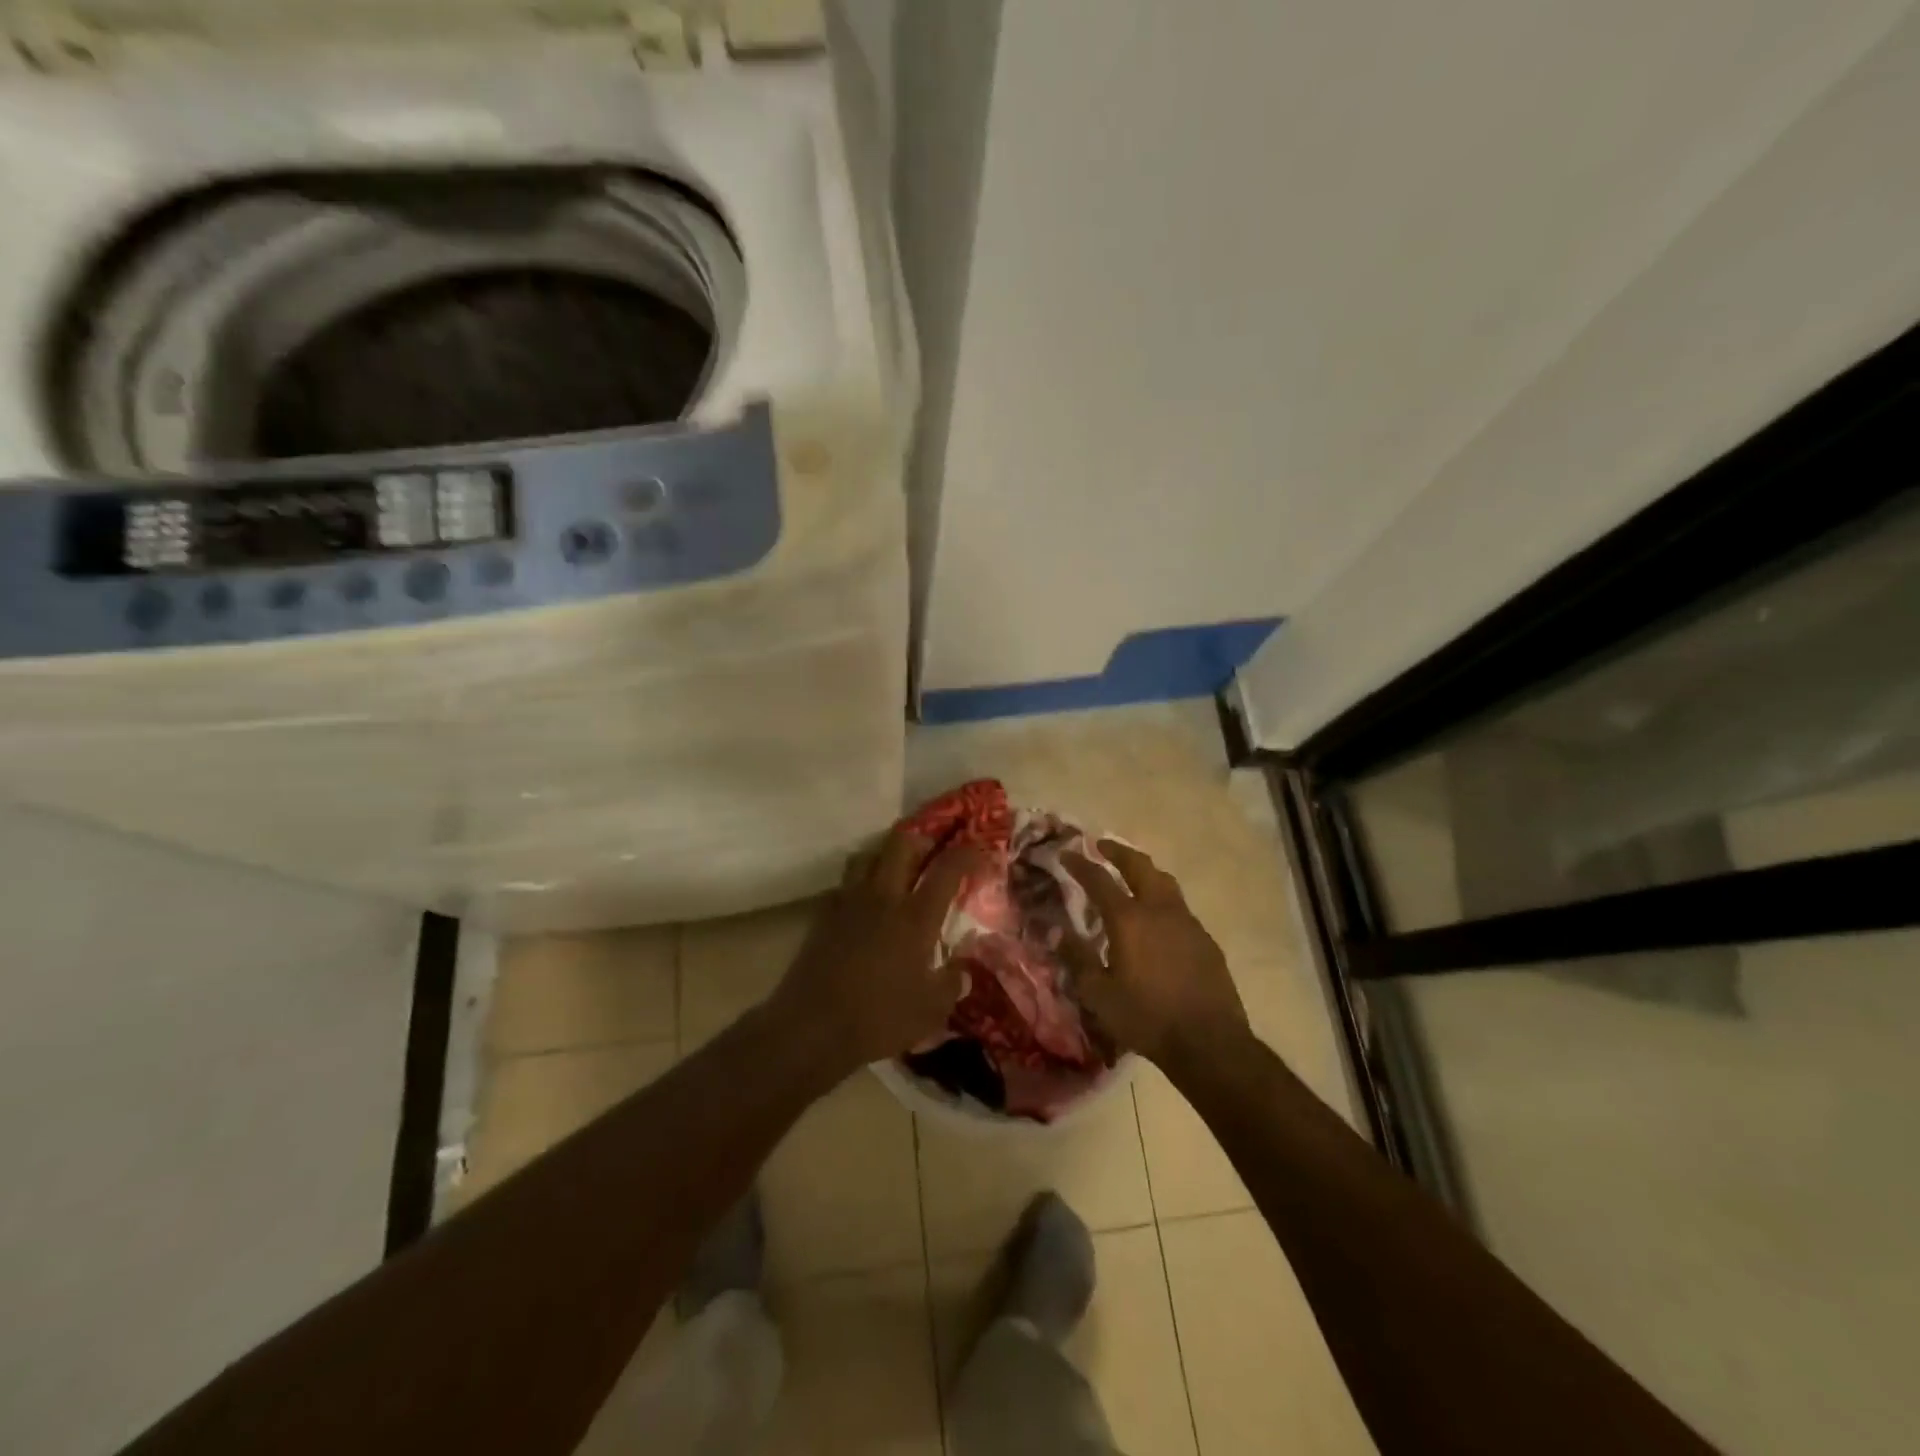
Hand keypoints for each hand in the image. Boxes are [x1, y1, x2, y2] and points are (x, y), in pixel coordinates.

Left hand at [767, 824, 979, 1076]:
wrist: (811, 1028)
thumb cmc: (878, 1018)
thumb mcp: (930, 1011)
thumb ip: (951, 984)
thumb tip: (963, 971)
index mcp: (915, 917)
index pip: (946, 870)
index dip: (966, 853)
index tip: (978, 848)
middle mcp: (883, 898)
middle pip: (901, 844)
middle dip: (922, 838)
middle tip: (934, 848)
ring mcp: (849, 903)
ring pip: (867, 856)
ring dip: (885, 855)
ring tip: (897, 870)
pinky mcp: (823, 916)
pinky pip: (844, 885)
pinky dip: (858, 884)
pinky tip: (864, 904)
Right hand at [1063, 841, 1248, 1069]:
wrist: (1209, 1042)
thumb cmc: (1147, 1018)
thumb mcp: (1100, 995)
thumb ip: (1078, 960)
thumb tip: (1058, 933)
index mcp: (1128, 919)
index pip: (1099, 880)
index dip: (1080, 864)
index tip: (1067, 853)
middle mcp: (1159, 910)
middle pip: (1139, 866)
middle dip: (1118, 852)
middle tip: (1102, 846)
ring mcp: (1187, 922)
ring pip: (1165, 882)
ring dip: (1145, 871)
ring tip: (1133, 873)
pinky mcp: (1206, 940)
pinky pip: (1180, 908)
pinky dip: (1163, 900)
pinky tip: (1159, 919)